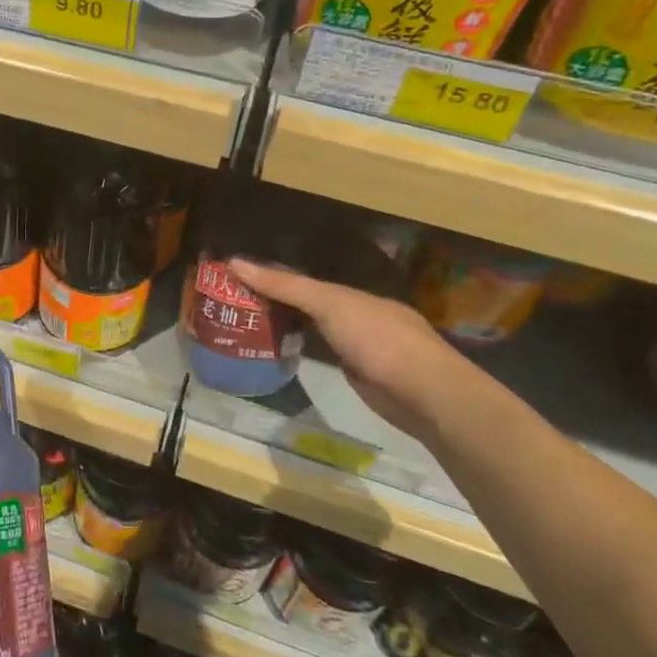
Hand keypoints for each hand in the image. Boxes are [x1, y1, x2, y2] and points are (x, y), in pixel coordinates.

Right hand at [229, 259, 486, 444]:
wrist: (425, 394)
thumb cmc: (378, 339)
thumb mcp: (329, 304)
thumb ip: (286, 285)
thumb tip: (234, 261)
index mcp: (352, 292)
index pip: (303, 277)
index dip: (271, 274)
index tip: (235, 274)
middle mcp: (355, 314)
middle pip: (307, 301)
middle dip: (275, 298)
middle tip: (231, 299)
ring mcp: (358, 345)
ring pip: (313, 327)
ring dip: (284, 323)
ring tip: (243, 321)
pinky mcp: (356, 373)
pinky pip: (319, 352)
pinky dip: (298, 346)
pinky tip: (275, 348)